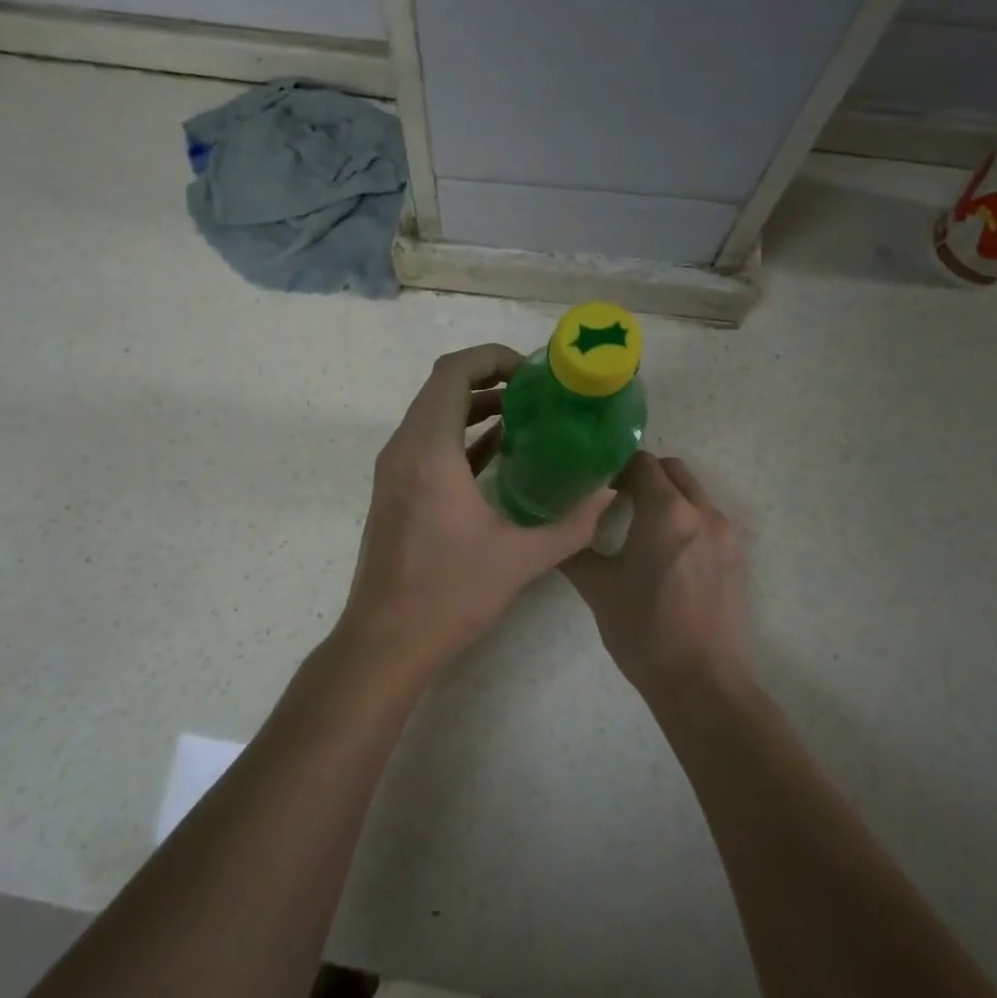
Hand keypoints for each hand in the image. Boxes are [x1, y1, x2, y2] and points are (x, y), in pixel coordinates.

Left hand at [337, 345, 612, 682]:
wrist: (386, 640)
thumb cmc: (450, 594)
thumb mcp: (521, 558)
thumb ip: (573, 523)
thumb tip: (610, 492)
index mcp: (429, 451)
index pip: (453, 373)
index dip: (491, 357)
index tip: (531, 371)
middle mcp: (404, 448)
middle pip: (441, 386)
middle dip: (488, 377)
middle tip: (536, 390)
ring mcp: (394, 469)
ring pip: (432, 413)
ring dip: (473, 405)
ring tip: (524, 414)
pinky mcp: (394, 489)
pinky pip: (426, 442)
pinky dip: (459, 434)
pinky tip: (499, 450)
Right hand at [562, 453, 748, 693]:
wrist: (702, 684)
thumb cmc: (645, 631)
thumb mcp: (598, 588)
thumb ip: (574, 549)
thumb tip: (556, 530)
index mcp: (667, 511)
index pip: (641, 463)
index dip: (614, 466)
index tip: (594, 483)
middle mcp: (702, 512)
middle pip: (672, 471)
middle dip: (644, 475)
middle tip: (614, 498)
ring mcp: (725, 535)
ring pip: (693, 494)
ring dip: (666, 497)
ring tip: (636, 526)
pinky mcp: (736, 558)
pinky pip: (706, 520)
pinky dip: (684, 520)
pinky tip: (662, 553)